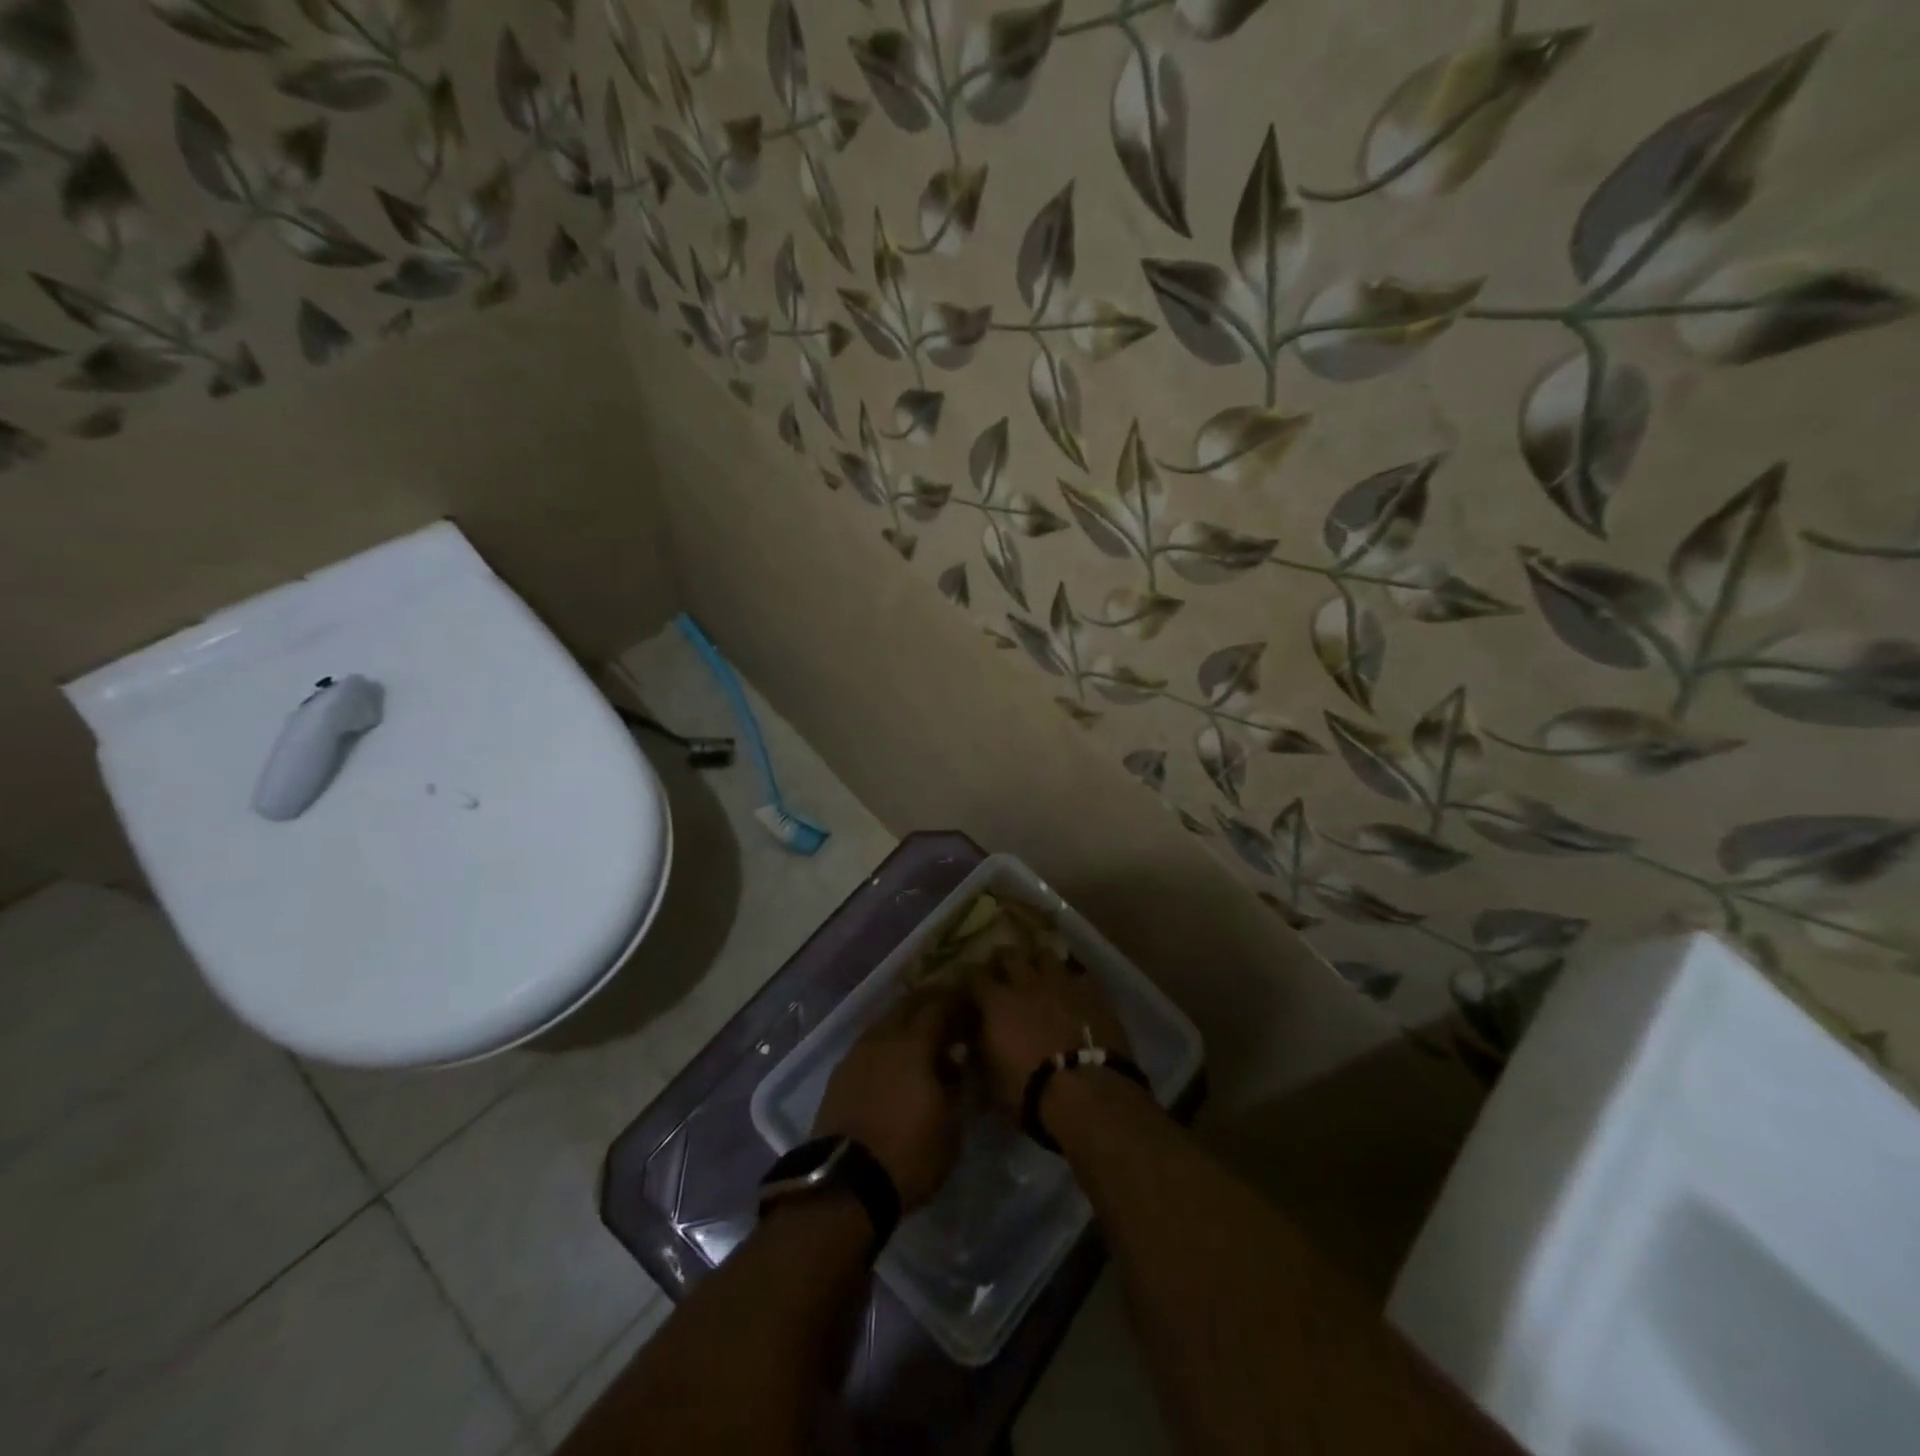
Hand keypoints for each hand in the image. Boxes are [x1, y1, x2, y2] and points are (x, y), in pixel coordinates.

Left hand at [812, 988, 969, 1212]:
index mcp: (914, 1043)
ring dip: (904, 1023)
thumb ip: (956, 1087)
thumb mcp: (951, 1126)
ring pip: (885, 1023)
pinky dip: (885, 1045)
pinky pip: (868, 1045)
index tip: (969, 1005)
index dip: (956, 1001)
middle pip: (907, 1005)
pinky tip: (892, 1061)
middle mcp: (883, 1038)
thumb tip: (954, 1066)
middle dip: (928, 1003)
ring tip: (919, 1037)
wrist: (845, 1184)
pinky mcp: (840, 1074)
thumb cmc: (909, 1154)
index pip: (939, 1006)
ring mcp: (857, 1053)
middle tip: (946, 1013)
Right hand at [972, 944, 1132, 1115]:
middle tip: (1003, 972)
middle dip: (1003, 961)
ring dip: (1037, 961)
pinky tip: (1070, 990)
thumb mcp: (991, 1078)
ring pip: (1045, 954)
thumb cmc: (1030, 1092)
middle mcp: (1026, 982)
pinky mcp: (1091, 991)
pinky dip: (1070, 979)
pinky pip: (1077, 974)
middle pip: (1009, 954)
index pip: (974, 976)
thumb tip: (975, 1039)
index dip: (972, 981)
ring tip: (1038, 973)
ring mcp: (1061, 982)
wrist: (1087, 1093)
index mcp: (996, 1002)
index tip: (971, 989)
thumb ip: (981, 1050)